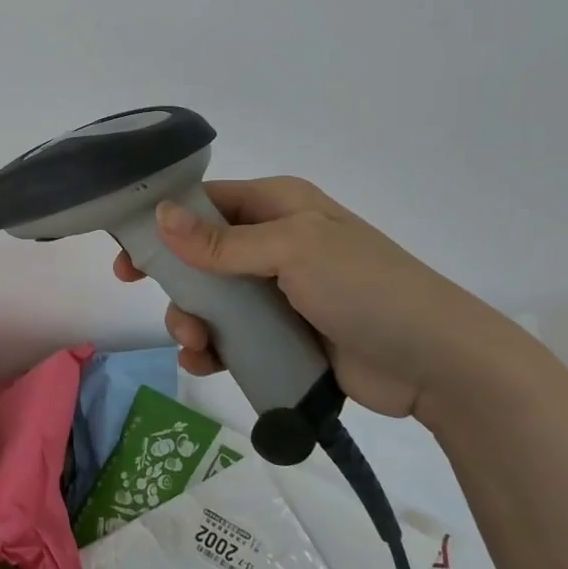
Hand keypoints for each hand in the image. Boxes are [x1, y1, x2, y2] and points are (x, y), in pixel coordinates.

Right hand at [112, 177, 563, 425]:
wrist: (438, 365)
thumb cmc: (367, 289)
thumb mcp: (293, 252)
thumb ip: (223, 241)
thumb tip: (161, 215)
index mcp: (280, 208)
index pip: (207, 203)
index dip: (164, 223)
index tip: (129, 253)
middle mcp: (275, 244)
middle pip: (202, 255)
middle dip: (177, 283)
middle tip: (157, 303)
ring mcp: (280, 292)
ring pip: (213, 300)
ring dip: (192, 321)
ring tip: (196, 346)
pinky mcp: (285, 335)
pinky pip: (234, 336)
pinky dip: (213, 349)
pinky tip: (206, 363)